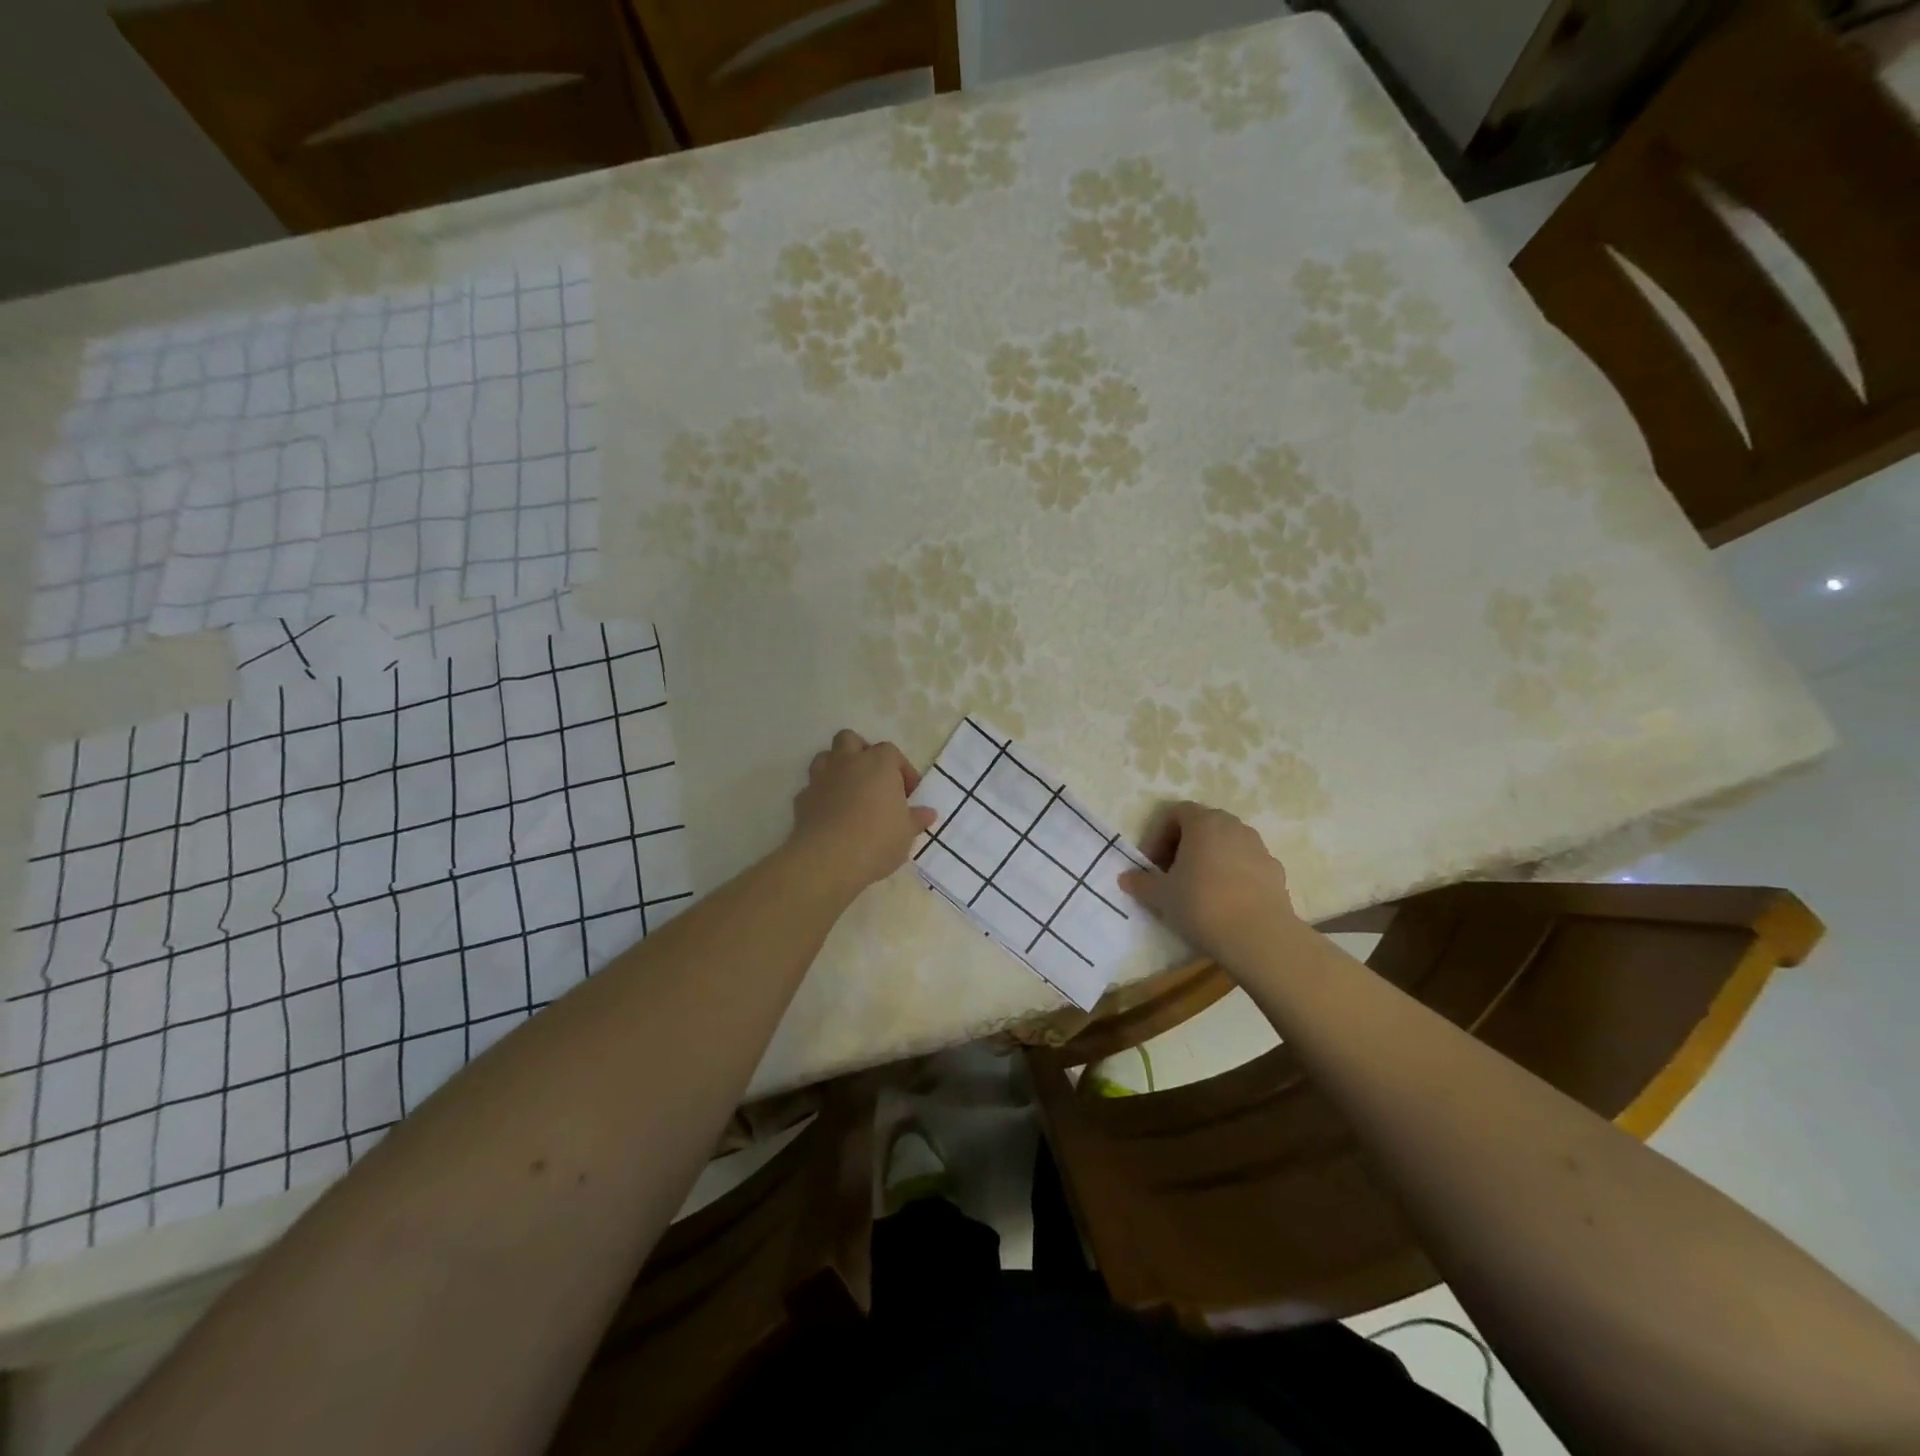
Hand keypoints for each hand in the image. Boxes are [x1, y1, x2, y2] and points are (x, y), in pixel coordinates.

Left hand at [788, 730, 936, 896]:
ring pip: (825, 757)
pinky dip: (821, 796)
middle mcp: (848, 762)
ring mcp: (821, 778)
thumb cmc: (877, 840)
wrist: (828, 860)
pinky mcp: (801, 799)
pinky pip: (812, 788)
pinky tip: (830, 815)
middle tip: (873, 779)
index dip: (901, 770)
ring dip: (836, 768)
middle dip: (861, 753)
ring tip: (849, 792)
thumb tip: (928, 813)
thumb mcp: (906, 833)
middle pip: (850, 740)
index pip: (891, 752)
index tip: (908, 794)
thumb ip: (917, 819)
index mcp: (878, 764)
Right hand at [1118, 801, 1299, 960]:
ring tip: (1198, 889)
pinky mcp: (1275, 870)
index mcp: (1203, 822)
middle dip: (1183, 845)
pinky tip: (1226, 902)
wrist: (1259, 936)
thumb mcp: (1161, 896)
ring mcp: (1258, 847)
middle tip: (1171, 874)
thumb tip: (1126, 878)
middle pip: (1202, 825)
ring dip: (1209, 859)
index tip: (1151, 864)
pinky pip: (1246, 864)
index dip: (1157, 836)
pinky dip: (1232, 874)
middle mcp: (1233, 826)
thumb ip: (1141, 883)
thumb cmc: (1201, 904)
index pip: (1175, 812)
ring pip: (1226, 844)